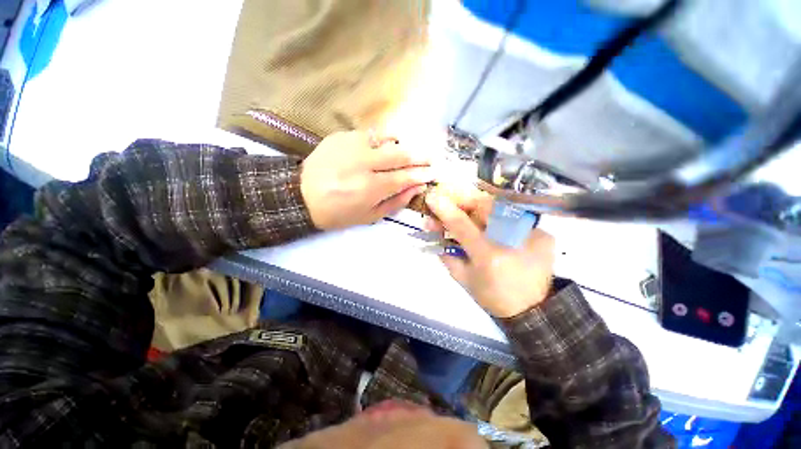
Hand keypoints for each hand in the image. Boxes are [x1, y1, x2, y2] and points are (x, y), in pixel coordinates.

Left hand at [301, 131, 433, 229]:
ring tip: (407, 153)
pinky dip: (382, 141)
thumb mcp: (369, 216)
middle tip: (430, 158)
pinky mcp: (341, 136)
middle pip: (400, 154)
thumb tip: (417, 188)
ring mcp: (351, 145)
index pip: (405, 177)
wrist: (300, 195)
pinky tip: (383, 149)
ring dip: (402, 146)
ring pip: (387, 138)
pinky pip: (370, 134)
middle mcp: (363, 163)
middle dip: (420, 156)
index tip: (433, 173)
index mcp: (369, 188)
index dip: (421, 174)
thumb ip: (395, 202)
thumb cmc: (338, 212)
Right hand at [425, 190, 554, 317]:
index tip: (432, 197)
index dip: (445, 209)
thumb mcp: (463, 278)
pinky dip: (500, 219)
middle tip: (456, 209)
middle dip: (466, 204)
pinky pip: (515, 216)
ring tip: (475, 218)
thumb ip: (446, 253)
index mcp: (488, 256)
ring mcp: (532, 234)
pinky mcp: (544, 234)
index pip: (461, 225)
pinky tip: (497, 230)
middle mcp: (511, 240)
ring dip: (482, 210)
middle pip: (484, 206)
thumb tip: (435, 229)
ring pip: (500, 207)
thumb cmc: (492, 296)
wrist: (532, 309)